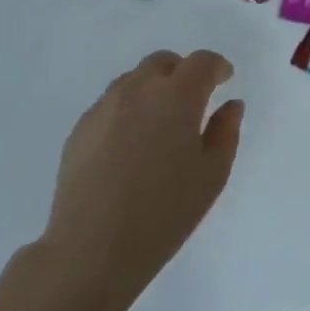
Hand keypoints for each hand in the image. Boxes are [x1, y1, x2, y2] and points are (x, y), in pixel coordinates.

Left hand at [41, 50, 245, 309]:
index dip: (217, 67)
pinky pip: (110, 104)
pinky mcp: (80, 129)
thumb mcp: (212, 175)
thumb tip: (230, 105)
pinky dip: (128, 110)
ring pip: (133, 80)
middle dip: (182, 72)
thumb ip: (226, 132)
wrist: (93, 248)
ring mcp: (103, 107)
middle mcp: (137, 90)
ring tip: (161, 124)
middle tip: (194, 100)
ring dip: (153, 89)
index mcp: (176, 97)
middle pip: (162, 62)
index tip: (225, 79)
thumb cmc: (165, 213)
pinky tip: (131, 145)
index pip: (201, 62)